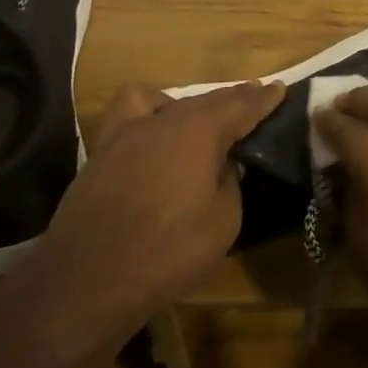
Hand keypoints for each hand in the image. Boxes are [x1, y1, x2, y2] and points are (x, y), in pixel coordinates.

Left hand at [16, 80, 283, 350]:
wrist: (88, 279)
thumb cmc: (167, 252)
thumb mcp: (223, 222)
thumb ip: (230, 182)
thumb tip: (223, 163)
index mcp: (201, 131)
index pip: (242, 106)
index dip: (263, 99)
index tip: (279, 88)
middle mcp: (166, 119)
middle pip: (208, 100)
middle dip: (233, 99)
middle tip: (253, 100)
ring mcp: (128, 131)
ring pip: (170, 101)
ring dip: (193, 105)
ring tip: (203, 121)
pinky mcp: (102, 149)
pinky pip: (130, 112)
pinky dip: (149, 112)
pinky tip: (154, 130)